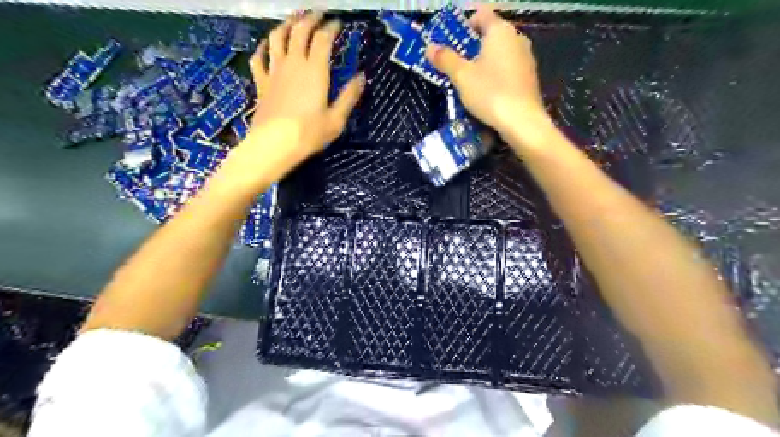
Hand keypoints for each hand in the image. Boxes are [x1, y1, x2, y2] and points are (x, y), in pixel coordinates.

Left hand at [226, 11, 366, 187]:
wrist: (275, 144)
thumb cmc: (309, 133)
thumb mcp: (336, 119)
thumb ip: (349, 96)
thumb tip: (361, 77)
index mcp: (315, 71)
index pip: (322, 39)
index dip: (331, 27)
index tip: (338, 24)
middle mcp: (293, 64)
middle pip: (299, 31)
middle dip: (309, 18)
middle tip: (317, 14)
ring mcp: (274, 71)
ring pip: (277, 38)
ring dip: (286, 25)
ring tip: (293, 20)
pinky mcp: (262, 83)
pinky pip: (259, 59)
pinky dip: (262, 48)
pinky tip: (266, 45)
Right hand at [426, 7, 552, 148]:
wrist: (522, 122)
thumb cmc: (490, 93)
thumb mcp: (462, 77)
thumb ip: (445, 59)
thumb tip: (429, 47)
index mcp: (500, 31)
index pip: (481, 14)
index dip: (464, 25)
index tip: (453, 44)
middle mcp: (517, 39)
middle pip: (490, 34)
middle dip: (472, 47)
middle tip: (456, 65)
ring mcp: (526, 58)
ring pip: (500, 53)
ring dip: (484, 62)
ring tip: (469, 82)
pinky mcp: (529, 77)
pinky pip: (508, 68)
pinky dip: (496, 74)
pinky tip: (487, 93)